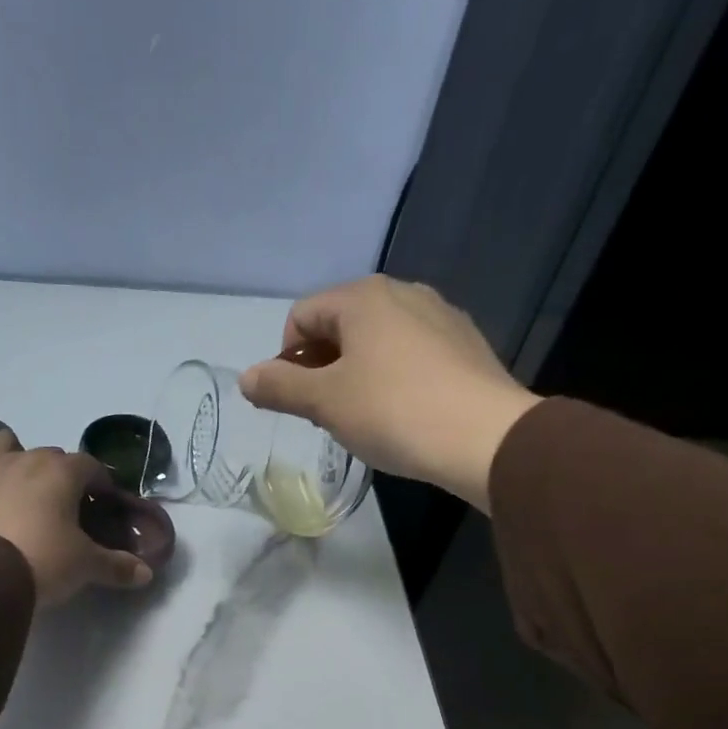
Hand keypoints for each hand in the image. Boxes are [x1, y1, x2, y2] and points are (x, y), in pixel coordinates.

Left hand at [0, 430, 153, 605]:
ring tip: (23, 493)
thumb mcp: (85, 566)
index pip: (90, 466)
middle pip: (51, 456)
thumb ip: (116, 566)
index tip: (104, 503)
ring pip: (7, 448)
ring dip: (19, 461)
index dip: (100, 483)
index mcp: (61, 471)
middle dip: (62, 476)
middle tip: (67, 507)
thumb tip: (146, 574)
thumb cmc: (42, 560)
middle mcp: (25, 460)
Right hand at [239, 276, 540, 510]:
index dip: (286, 358)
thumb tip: (245, 378)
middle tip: (324, 413)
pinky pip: (410, 353)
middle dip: (320, 365)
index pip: (302, 315)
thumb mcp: (325, 403)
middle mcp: (402, 292)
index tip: (296, 401)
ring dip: (355, 372)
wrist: (482, 436)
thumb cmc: (392, 412)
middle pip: (339, 324)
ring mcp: (438, 314)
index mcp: (362, 297)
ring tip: (362, 416)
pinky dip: (392, 376)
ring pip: (376, 339)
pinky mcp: (464, 343)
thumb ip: (280, 388)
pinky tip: (401, 412)